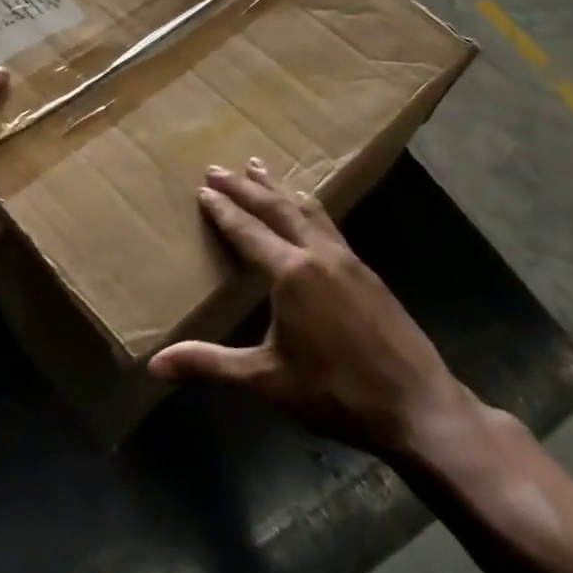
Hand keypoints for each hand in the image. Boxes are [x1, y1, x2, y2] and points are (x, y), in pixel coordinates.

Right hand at [150, 160, 482, 458]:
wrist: (417, 405)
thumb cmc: (335, 393)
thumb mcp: (267, 380)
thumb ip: (211, 364)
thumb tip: (155, 364)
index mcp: (291, 273)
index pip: (248, 230)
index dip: (223, 209)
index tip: (203, 187)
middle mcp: (318, 253)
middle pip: (275, 208)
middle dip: (245, 187)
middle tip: (219, 167)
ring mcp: (347, 259)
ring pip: (306, 210)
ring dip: (278, 188)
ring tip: (260, 168)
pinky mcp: (366, 270)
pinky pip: (328, 223)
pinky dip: (307, 207)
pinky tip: (308, 209)